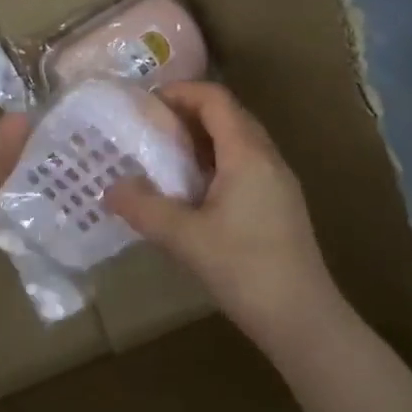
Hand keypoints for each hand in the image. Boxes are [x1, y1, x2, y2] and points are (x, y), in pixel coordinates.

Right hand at [106, 82, 340, 347]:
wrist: (302, 319)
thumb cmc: (244, 268)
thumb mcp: (184, 238)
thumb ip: (144, 208)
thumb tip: (109, 188)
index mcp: (247, 154)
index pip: (215, 99)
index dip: (181, 92)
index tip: (146, 104)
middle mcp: (267, 158)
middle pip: (229, 114)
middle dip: (189, 113)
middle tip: (150, 128)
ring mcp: (279, 181)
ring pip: (238, 141)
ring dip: (203, 139)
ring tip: (166, 157)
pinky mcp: (281, 204)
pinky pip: (245, 164)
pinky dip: (216, 162)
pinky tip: (193, 191)